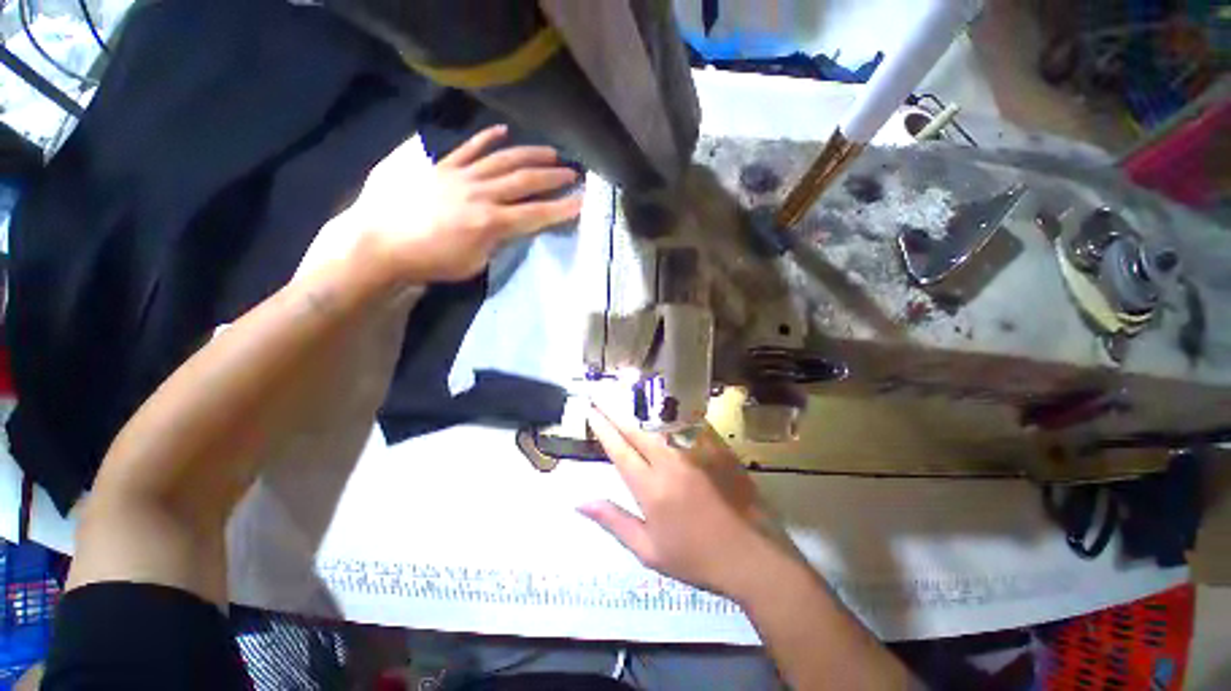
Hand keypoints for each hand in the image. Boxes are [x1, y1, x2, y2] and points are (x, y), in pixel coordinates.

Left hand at [345, 124, 581, 283]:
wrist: (382, 243)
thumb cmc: (432, 262)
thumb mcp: (475, 263)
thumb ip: (497, 243)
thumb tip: (511, 228)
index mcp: (491, 223)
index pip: (536, 214)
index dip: (562, 209)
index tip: (582, 202)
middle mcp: (481, 194)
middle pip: (524, 181)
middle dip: (553, 177)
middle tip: (573, 173)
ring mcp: (461, 176)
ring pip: (502, 160)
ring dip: (530, 155)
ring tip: (551, 152)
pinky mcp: (442, 166)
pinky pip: (468, 148)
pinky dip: (487, 138)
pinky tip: (503, 131)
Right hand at [581, 405, 799, 599]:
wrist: (752, 556)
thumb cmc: (696, 558)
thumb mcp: (648, 550)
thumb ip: (614, 521)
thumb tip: (580, 502)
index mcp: (650, 488)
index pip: (619, 450)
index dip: (603, 429)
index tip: (591, 412)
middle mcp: (670, 462)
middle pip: (637, 430)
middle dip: (615, 413)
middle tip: (602, 398)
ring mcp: (696, 451)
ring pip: (661, 423)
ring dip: (640, 413)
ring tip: (627, 401)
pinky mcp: (716, 447)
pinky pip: (690, 423)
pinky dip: (672, 416)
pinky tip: (664, 409)